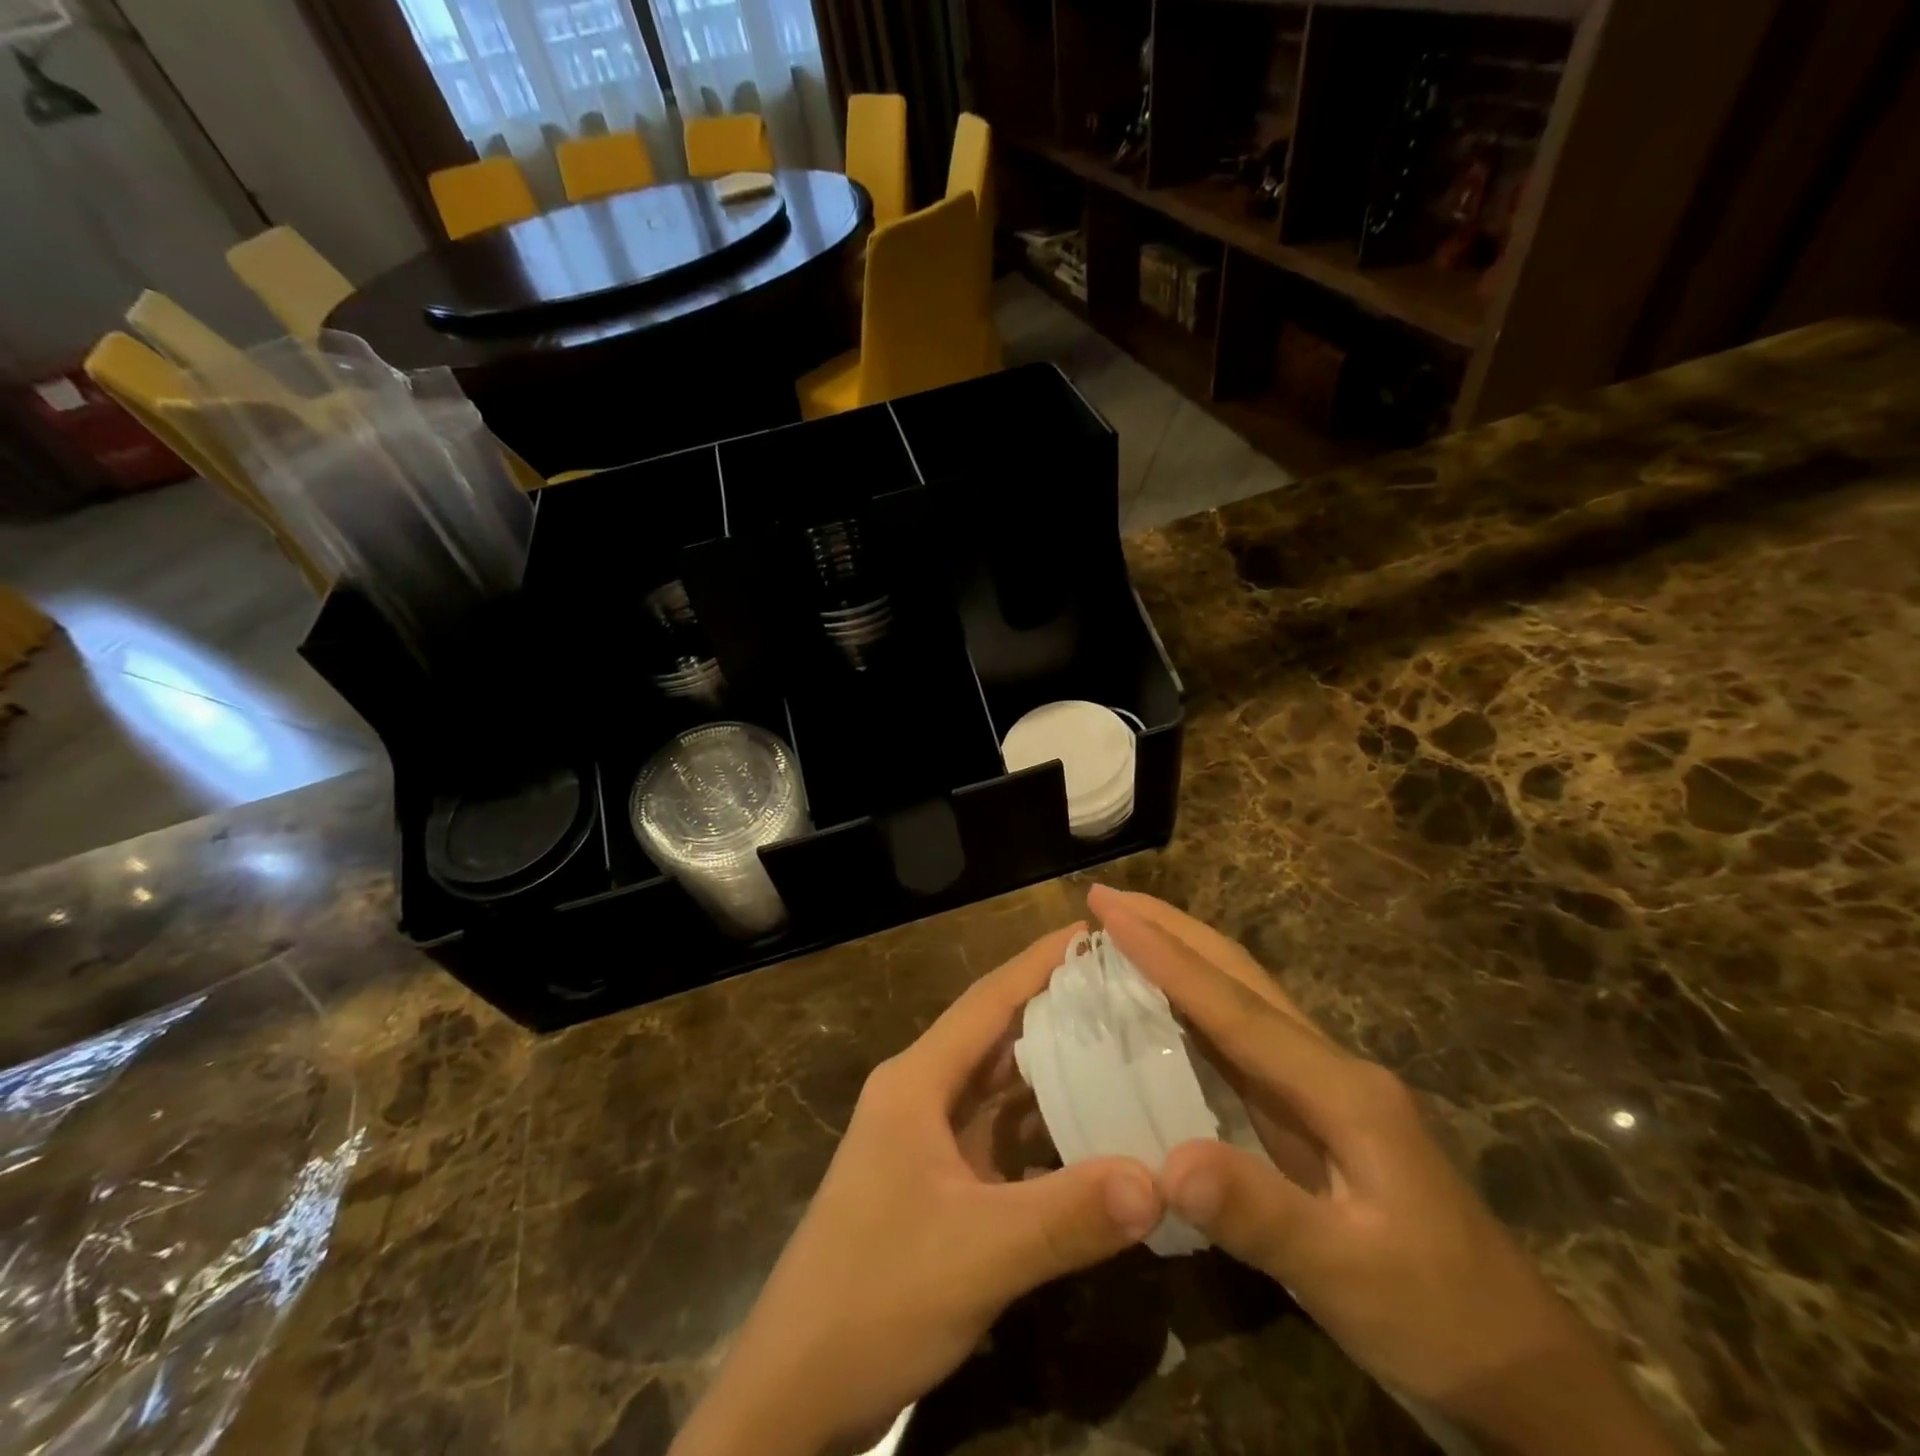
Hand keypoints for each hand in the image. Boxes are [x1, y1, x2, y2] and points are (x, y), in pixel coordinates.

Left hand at [670, 924, 1163, 1455]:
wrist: (793, 1391)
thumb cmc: (873, 1297)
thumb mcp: (976, 1255)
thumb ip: (1067, 1216)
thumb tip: (1160, 1178)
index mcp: (916, 1082)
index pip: (987, 1001)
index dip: (1038, 962)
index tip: (1092, 931)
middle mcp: (919, 1095)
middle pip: (995, 1036)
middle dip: (1056, 1008)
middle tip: (1127, 990)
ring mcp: (925, 1141)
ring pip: (997, 1087)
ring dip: (1052, 1067)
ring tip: (1121, 1044)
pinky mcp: (935, 1182)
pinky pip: (998, 1135)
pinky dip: (1041, 1124)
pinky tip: (1089, 1126)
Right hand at [1089, 886, 1675, 1455]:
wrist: (1521, 1371)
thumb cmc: (1439, 1318)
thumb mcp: (1350, 1278)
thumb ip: (1262, 1215)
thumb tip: (1167, 1163)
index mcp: (1339, 1088)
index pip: (1234, 1007)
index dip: (1167, 957)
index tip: (1112, 913)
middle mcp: (1329, 1068)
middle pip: (1241, 978)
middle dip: (1173, 930)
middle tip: (1107, 899)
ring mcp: (1325, 1090)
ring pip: (1241, 1001)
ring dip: (1182, 958)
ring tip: (1124, 931)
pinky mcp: (1314, 1116)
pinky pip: (1241, 1042)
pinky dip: (1195, 1006)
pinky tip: (1163, 1009)